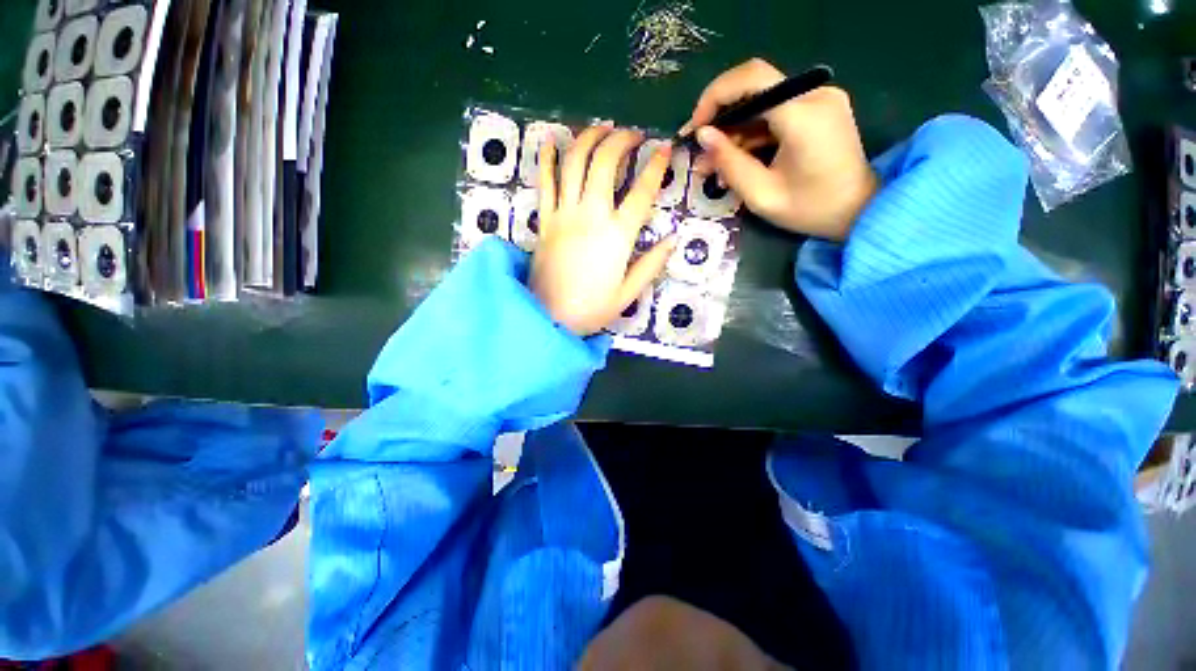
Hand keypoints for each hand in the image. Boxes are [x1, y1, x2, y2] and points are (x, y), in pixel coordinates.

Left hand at [531, 125, 677, 335]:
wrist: (547, 318)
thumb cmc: (591, 309)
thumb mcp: (628, 294)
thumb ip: (651, 264)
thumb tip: (673, 239)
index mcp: (617, 236)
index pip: (642, 191)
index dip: (656, 166)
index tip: (665, 148)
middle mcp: (591, 216)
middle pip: (606, 163)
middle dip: (622, 140)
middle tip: (632, 135)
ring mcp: (563, 215)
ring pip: (574, 162)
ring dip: (589, 138)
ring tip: (602, 128)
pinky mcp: (544, 220)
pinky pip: (544, 183)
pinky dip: (547, 159)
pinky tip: (551, 141)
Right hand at [683, 58, 877, 240]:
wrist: (859, 212)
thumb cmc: (810, 209)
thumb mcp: (761, 194)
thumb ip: (730, 162)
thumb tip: (703, 136)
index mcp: (803, 115)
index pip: (752, 79)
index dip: (715, 96)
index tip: (695, 127)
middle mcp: (815, 94)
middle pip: (755, 87)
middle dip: (721, 116)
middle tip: (701, 150)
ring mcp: (820, 99)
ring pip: (762, 102)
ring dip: (734, 130)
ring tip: (713, 165)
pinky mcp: (819, 109)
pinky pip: (775, 112)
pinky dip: (752, 133)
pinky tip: (737, 159)